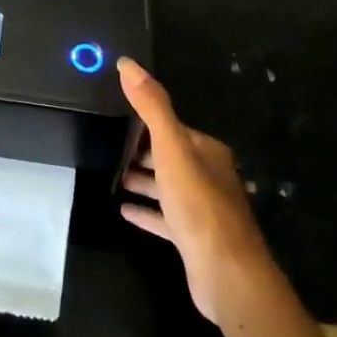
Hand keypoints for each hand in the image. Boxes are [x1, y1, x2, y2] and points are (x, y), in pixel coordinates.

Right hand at [117, 57, 276, 324]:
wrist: (226, 273)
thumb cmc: (198, 203)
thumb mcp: (171, 147)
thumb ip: (151, 106)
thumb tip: (127, 63)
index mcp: (207, 151)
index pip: (173, 128)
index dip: (146, 122)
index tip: (118, 117)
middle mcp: (208, 175)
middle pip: (170, 156)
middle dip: (143, 151)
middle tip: (109, 146)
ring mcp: (203, 209)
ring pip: (168, 187)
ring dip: (143, 180)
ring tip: (113, 175)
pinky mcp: (194, 239)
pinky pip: (164, 218)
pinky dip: (146, 211)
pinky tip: (123, 209)